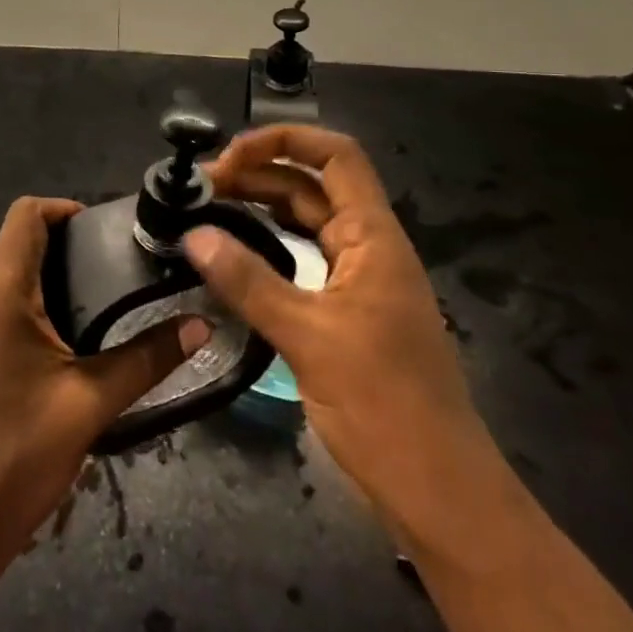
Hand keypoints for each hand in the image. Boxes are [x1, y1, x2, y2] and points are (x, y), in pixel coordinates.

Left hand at [0, 197, 209, 631]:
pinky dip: (37, 299)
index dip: (67, 208)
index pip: (26, 213)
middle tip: (121, 262)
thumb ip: (147, 358)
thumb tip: (201, 324)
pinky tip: (74, 333)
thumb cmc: (16, 457)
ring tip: (107, 294)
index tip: (110, 229)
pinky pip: (2, 301)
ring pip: (10, 271)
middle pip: (19, 239)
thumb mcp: (90, 403)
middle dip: (69, 241)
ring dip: (54, 271)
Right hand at [192, 126, 499, 538]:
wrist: (438, 491)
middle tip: (203, 189)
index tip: (230, 156)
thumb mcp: (309, 338)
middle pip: (314, 186)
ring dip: (262, 208)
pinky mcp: (349, 312)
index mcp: (374, 238)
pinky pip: (306, 260)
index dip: (285, 140)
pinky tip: (238, 256)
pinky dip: (271, 247)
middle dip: (260, 174)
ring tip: (210, 211)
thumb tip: (194, 235)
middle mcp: (370, 247)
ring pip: (308, 223)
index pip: (336, 156)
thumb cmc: (384, 406)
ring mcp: (361, 281)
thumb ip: (249, 282)